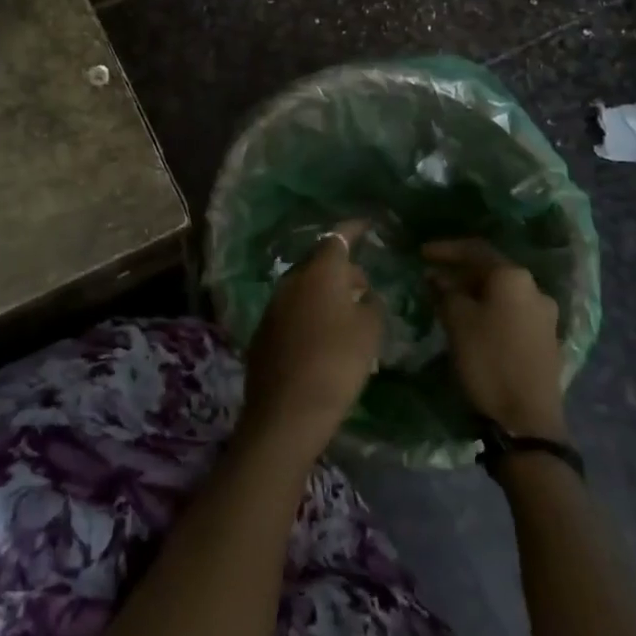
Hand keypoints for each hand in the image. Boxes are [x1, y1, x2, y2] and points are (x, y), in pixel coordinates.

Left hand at [241, 221, 383, 461]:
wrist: (286, 411)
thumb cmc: (337, 363)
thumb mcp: (370, 332)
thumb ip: (371, 305)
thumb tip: (364, 295)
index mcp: (319, 272)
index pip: (337, 237)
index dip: (353, 229)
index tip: (367, 224)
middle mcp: (292, 280)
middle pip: (319, 262)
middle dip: (342, 268)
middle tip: (364, 286)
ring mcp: (274, 305)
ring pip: (305, 287)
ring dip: (326, 292)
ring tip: (348, 313)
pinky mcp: (265, 331)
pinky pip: (294, 310)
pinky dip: (311, 313)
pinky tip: (324, 336)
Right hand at [424, 239, 567, 439]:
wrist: (526, 421)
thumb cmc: (487, 360)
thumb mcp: (457, 321)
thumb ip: (445, 291)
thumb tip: (438, 277)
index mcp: (514, 278)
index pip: (475, 250)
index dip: (445, 249)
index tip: (421, 254)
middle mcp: (535, 289)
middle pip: (491, 270)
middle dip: (460, 273)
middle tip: (432, 280)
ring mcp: (545, 316)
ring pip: (502, 293)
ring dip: (474, 293)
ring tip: (448, 302)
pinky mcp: (546, 340)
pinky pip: (512, 312)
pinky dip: (490, 310)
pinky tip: (472, 323)